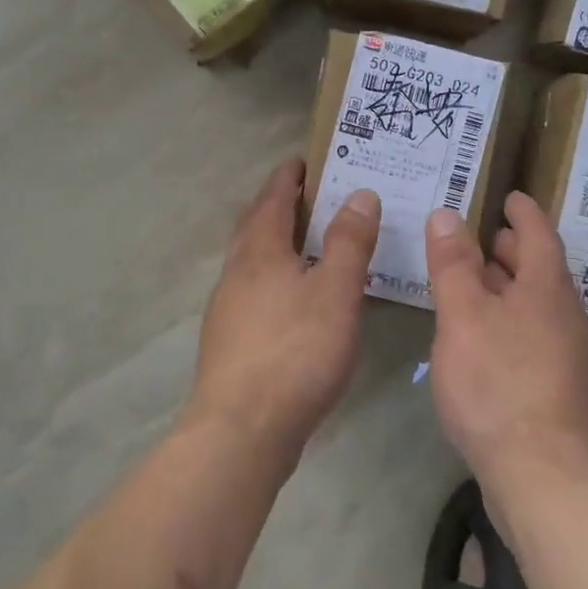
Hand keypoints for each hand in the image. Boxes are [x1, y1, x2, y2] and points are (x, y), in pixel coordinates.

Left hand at [189, 158, 380, 452]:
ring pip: (253, 261)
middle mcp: (236, 273)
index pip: (272, 198)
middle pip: (255, 226)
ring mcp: (228, 309)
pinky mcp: (231, 342)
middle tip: (313, 196)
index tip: (307, 160)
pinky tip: (297, 300)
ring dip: (277, 244)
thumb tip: (359, 194)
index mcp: (259, 252)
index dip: (289, 176)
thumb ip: (348, 242)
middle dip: (280, 206)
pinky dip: (276, 278)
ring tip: (310, 244)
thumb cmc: (295, 351)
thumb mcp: (335, 291)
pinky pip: (255, 291)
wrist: (242, 429)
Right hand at [423, 192, 587, 497]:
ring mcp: (567, 356)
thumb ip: (453, 265)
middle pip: (541, 270)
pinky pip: (533, 336)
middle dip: (514, 250)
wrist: (546, 476)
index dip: (523, 213)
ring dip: (509, 287)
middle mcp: (565, 316)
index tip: (510, 196)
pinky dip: (509, 321)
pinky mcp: (558, 390)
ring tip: (475, 284)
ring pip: (537, 305)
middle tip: (484, 237)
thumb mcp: (464, 317)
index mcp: (547, 288)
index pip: (538, 235)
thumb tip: (447, 214)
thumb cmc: (500, 385)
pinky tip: (484, 340)